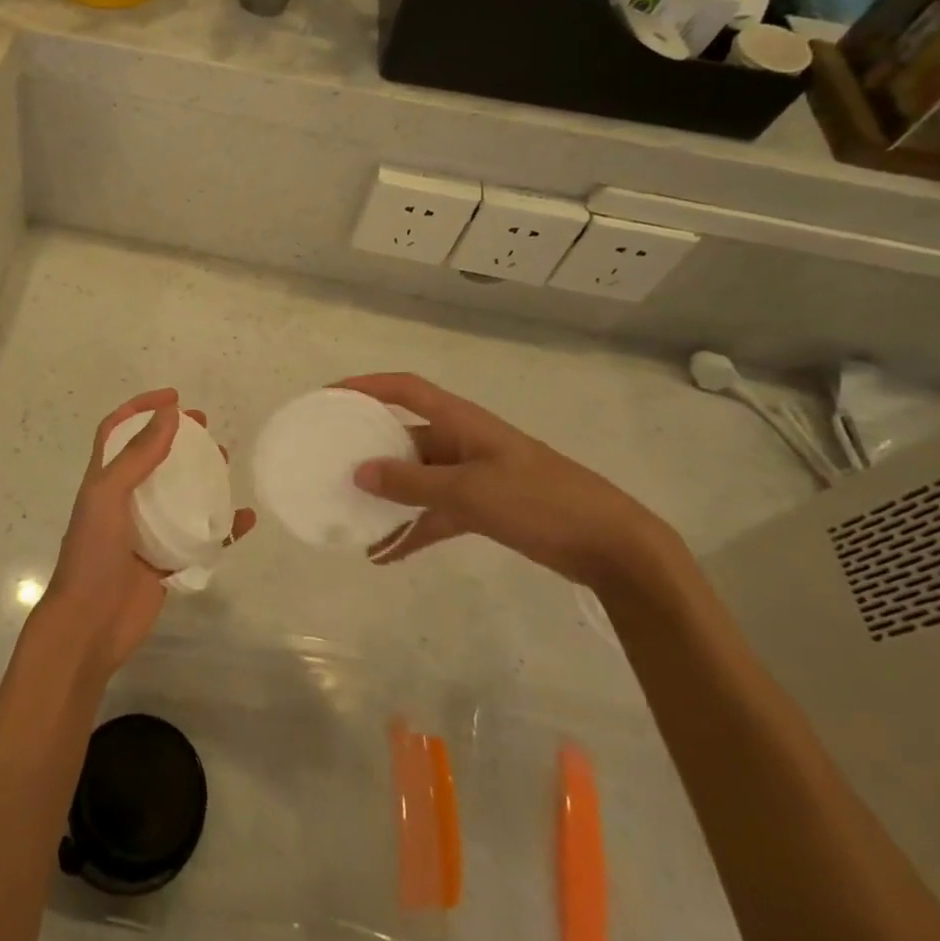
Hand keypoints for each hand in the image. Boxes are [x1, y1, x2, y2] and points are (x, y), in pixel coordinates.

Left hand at [39, 388, 256, 677]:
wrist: (90, 624)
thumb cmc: (92, 554)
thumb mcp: (109, 496)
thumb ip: (137, 456)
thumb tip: (169, 413)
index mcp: (104, 480)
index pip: (118, 432)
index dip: (140, 408)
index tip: (174, 398)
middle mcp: (126, 500)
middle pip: (154, 458)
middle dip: (178, 438)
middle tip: (206, 428)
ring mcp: (148, 530)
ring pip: (181, 494)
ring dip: (203, 476)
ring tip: (227, 461)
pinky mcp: (168, 560)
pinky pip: (202, 536)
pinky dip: (224, 527)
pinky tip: (245, 518)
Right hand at [339, 372, 683, 592]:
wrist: (611, 545)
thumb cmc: (540, 501)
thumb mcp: (470, 491)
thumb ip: (412, 483)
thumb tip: (359, 471)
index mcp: (461, 422)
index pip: (404, 389)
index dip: (366, 386)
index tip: (328, 398)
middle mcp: (461, 442)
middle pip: (404, 436)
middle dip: (368, 448)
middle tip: (329, 462)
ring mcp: (472, 476)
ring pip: (416, 480)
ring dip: (387, 498)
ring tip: (349, 515)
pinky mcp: (482, 507)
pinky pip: (435, 513)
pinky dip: (411, 530)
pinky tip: (384, 555)